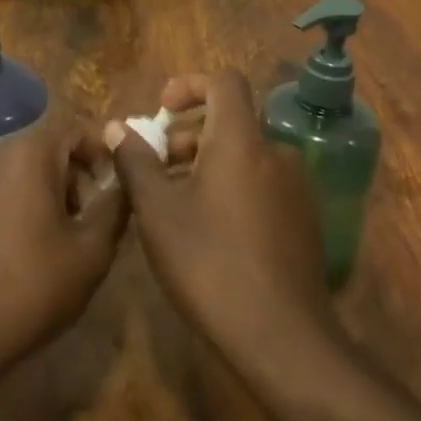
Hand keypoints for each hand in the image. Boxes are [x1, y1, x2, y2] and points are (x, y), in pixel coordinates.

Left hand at [0, 124, 126, 369]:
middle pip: (49, 148)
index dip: (103, 154)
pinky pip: (2, 185)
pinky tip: (32, 245)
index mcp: (27, 152)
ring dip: (52, 191)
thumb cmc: (32, 287)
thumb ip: (115, 206)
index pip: (76, 129)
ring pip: (25, 167)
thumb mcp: (91, 250)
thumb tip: (126, 180)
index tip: (117, 190)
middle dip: (78, 177)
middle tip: (94, 221)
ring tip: (66, 239)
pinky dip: (24, 201)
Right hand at [108, 72, 332, 362]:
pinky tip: (207, 228)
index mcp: (242, 141)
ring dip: (206, 163)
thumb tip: (116, 128)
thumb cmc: (210, 263)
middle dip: (188, 134)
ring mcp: (296, 188)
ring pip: (244, 155)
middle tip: (156, 166)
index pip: (224, 81)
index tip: (161, 111)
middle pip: (230, 121)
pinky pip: (261, 182)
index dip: (189, 85)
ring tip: (173, 200)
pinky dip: (230, 185)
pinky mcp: (303, 219)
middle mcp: (276, 153)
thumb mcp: (158, 211)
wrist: (283, 338)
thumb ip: (135, 161)